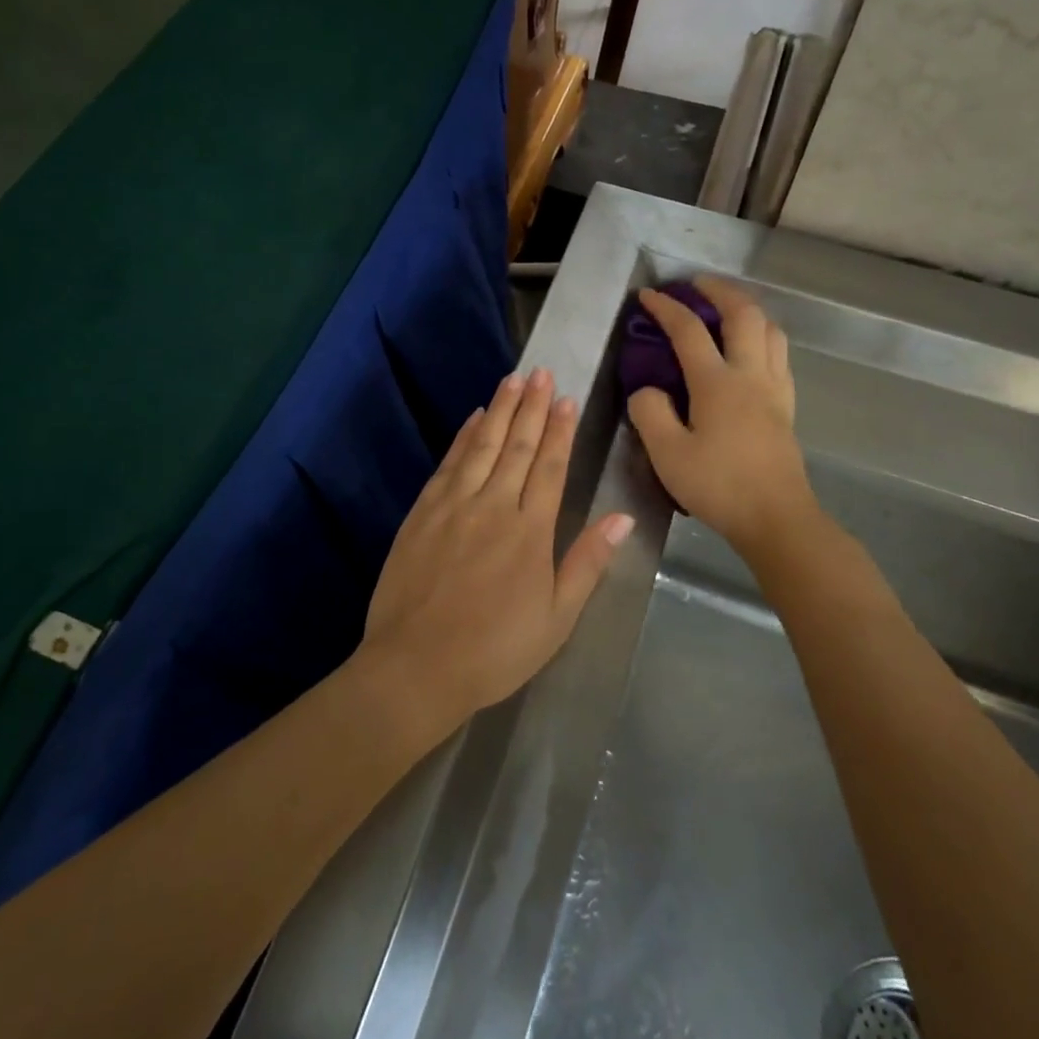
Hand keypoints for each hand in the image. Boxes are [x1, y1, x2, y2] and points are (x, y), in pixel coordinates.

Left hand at [359, 368, 634, 725]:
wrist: (416, 665)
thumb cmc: (495, 650)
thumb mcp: (556, 618)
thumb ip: (587, 562)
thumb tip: (622, 519)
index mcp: (530, 530)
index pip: (551, 466)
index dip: (560, 430)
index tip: (567, 399)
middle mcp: (493, 505)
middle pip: (518, 446)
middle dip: (532, 407)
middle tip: (542, 372)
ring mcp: (454, 505)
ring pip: (483, 446)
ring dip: (500, 411)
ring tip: (513, 380)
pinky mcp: (422, 512)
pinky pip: (448, 464)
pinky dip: (463, 438)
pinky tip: (473, 420)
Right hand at [627, 275, 814, 555]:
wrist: (776, 519)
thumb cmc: (718, 486)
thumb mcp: (667, 454)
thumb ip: (650, 413)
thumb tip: (648, 390)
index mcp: (717, 383)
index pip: (689, 330)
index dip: (667, 307)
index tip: (648, 295)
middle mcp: (751, 375)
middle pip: (744, 314)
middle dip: (719, 291)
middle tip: (697, 285)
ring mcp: (774, 389)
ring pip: (770, 330)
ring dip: (748, 309)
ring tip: (726, 310)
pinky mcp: (786, 406)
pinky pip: (779, 354)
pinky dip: (763, 336)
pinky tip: (751, 350)